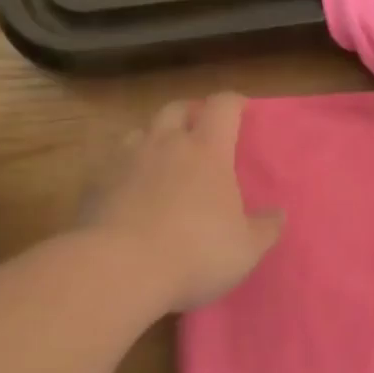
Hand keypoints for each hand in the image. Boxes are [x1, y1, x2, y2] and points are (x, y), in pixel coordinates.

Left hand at [77, 92, 282, 312]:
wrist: (118, 270)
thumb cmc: (195, 252)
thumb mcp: (245, 248)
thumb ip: (265, 228)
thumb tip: (278, 214)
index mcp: (207, 150)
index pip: (222, 106)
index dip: (233, 103)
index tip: (242, 109)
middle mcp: (165, 144)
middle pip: (177, 108)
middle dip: (191, 113)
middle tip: (201, 130)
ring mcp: (125, 160)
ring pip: (141, 131)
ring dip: (155, 137)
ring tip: (163, 158)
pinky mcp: (95, 184)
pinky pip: (114, 163)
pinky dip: (127, 169)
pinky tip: (131, 192)